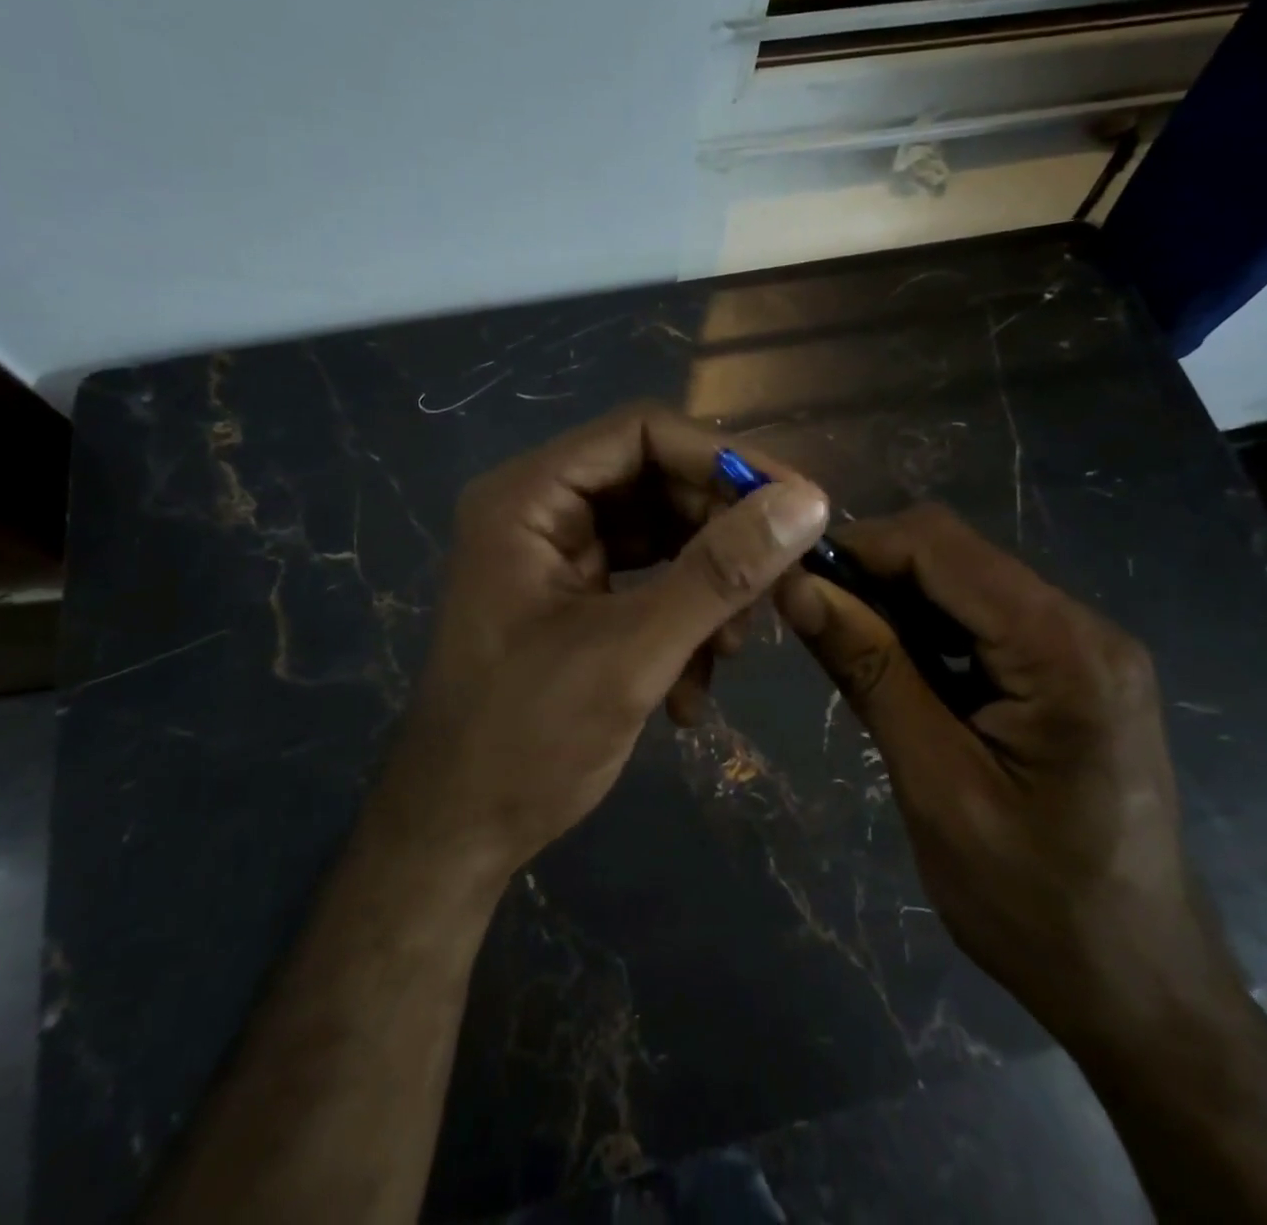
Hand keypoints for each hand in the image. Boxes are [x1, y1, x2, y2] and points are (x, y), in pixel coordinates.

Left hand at [380, 403, 829, 880]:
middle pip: (658, 484)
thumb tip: (807, 502)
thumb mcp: (632, 653)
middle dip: (722, 536)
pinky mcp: (575, 599)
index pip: (641, 433)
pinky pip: (650, 583)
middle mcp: (541, 511)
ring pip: (663, 537)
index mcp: (529, 498)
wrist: (459, 832)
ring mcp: (557, 556)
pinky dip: (683, 624)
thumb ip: (720, 573)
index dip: (724, 459)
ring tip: (731, 652)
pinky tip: (691, 692)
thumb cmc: (526, 740)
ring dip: (709, 591)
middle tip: (783, 588)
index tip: (798, 503)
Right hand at [776, 504, 1234, 1045]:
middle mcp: (1083, 627)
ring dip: (893, 603)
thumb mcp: (935, 784)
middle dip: (872, 574)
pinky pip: (981, 620)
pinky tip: (898, 674)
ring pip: (962, 583)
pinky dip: (925, 631)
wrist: (1139, 989)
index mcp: (1064, 650)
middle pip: (953, 554)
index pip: (940, 545)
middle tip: (810, 623)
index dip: (856, 546)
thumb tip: (797, 588)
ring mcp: (1082, 648)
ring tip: (845, 653)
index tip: (789, 581)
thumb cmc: (1035, 903)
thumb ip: (870, 671)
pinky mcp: (1070, 673)